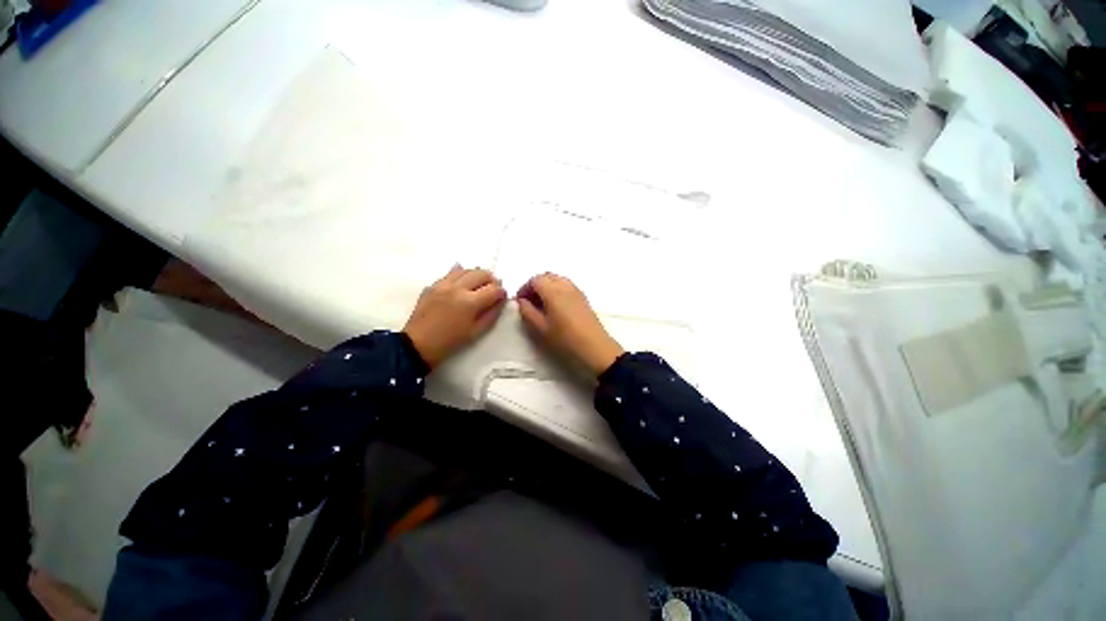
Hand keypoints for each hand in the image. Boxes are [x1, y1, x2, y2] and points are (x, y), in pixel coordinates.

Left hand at [403, 265, 506, 367]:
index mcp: (470, 302)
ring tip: (479, 284)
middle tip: (493, 289)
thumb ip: (492, 313)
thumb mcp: (476, 331)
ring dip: (477, 275)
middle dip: (492, 280)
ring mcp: (444, 284)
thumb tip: (501, 300)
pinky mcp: (433, 285)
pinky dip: (461, 273)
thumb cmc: (450, 341)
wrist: (418, 344)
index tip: (502, 297)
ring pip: (467, 269)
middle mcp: (458, 288)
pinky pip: (450, 273)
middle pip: (482, 274)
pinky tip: (463, 280)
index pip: (494, 289)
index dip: (502, 292)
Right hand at [517, 273, 623, 375]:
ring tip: (541, 304)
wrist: (594, 346)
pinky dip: (557, 289)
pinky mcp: (583, 297)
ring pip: (557, 279)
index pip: (535, 280)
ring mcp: (576, 290)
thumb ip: (527, 312)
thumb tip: (522, 301)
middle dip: (535, 285)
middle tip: (529, 301)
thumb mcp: (541, 328)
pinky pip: (566, 285)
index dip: (524, 288)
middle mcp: (565, 285)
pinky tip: (555, 306)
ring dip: (546, 286)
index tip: (520, 301)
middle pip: (546, 276)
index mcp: (553, 291)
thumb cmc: (565, 338)